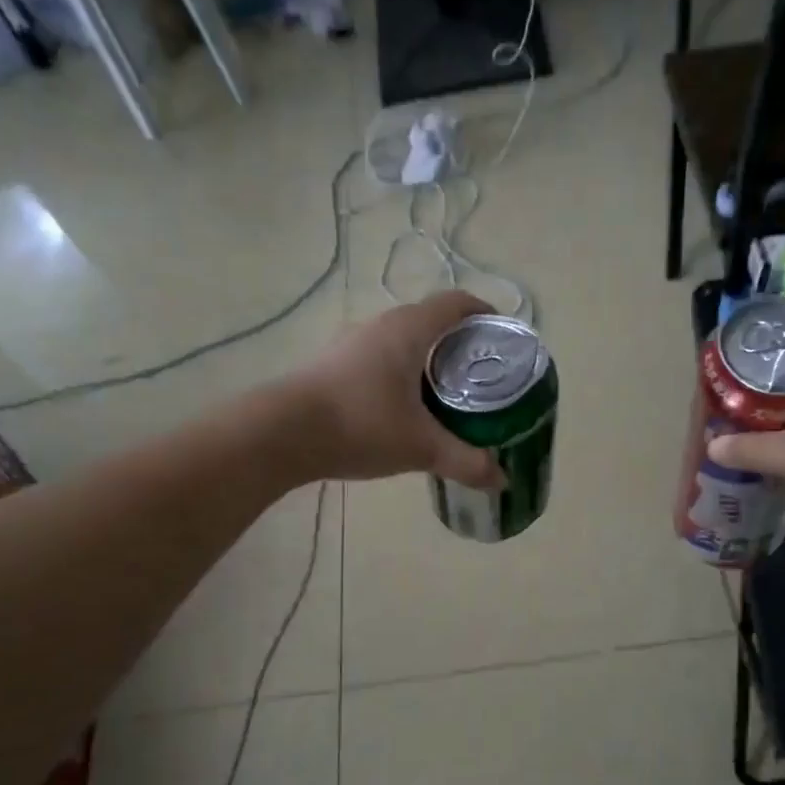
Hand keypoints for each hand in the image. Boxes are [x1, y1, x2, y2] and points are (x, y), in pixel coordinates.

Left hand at [287, 291, 505, 489]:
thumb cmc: (361, 425)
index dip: (484, 313)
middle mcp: (381, 325)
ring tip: (449, 393)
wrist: (281, 434)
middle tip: (483, 375)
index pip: (456, 304)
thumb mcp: (421, 447)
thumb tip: (501, 480)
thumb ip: (465, 461)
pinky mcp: (333, 365)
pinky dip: (401, 374)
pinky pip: (380, 359)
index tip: (503, 337)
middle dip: (460, 343)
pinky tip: (405, 408)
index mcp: (409, 330)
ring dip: (428, 359)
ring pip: (402, 341)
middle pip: (431, 321)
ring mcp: (352, 343)